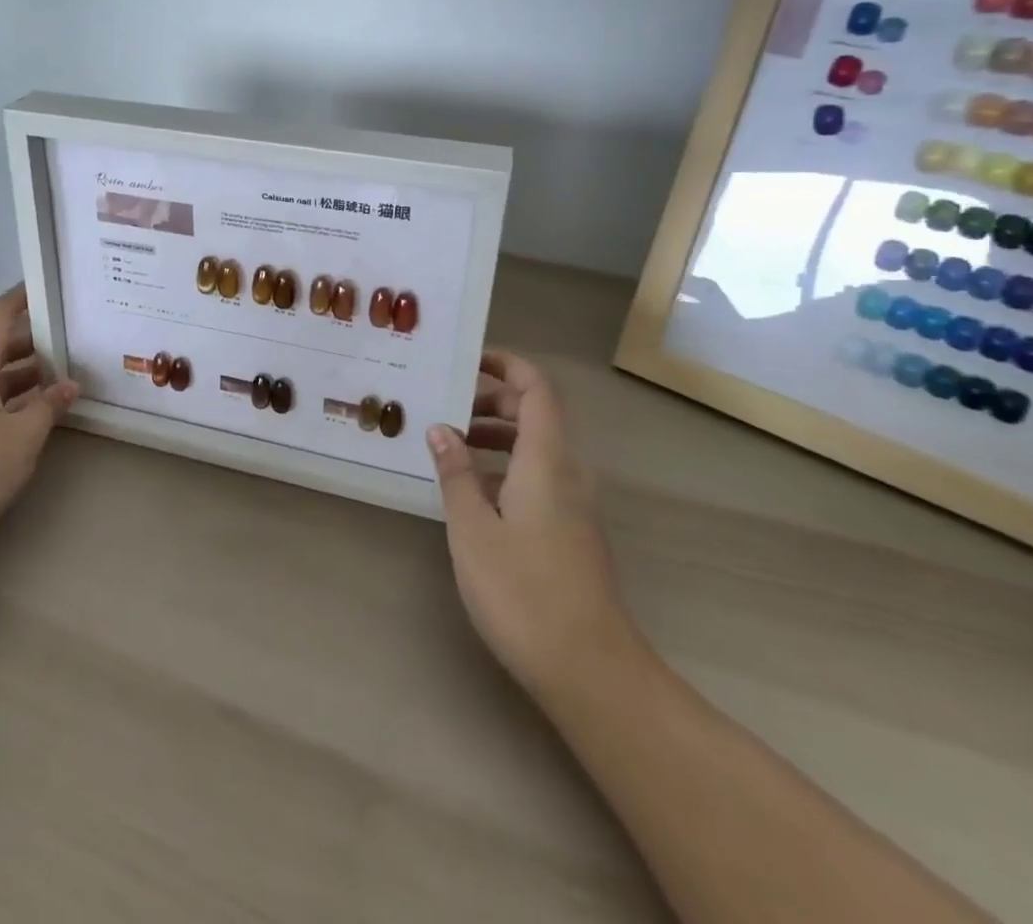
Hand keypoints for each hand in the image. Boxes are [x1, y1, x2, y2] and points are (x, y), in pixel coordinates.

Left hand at [0, 285, 77, 559]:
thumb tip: (71, 384)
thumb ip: (50, 404)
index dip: (21, 299)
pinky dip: (11, 396)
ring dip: (24, 373)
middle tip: (69, 339)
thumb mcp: (25, 434)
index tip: (47, 287)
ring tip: (61, 376)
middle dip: (33, 341)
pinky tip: (36, 410)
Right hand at [427, 351, 632, 700]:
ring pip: (537, 450)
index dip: (506, 365)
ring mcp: (576, 505)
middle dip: (491, 403)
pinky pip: (540, 479)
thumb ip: (456, 474)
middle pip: (536, 415)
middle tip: (446, 411)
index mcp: (547, 460)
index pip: (535, 389)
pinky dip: (507, 470)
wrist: (592, 671)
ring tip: (451, 451)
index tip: (469, 360)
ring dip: (496, 439)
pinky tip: (474, 497)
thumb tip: (440, 429)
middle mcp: (568, 473)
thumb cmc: (524, 592)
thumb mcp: (473, 529)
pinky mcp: (574, 533)